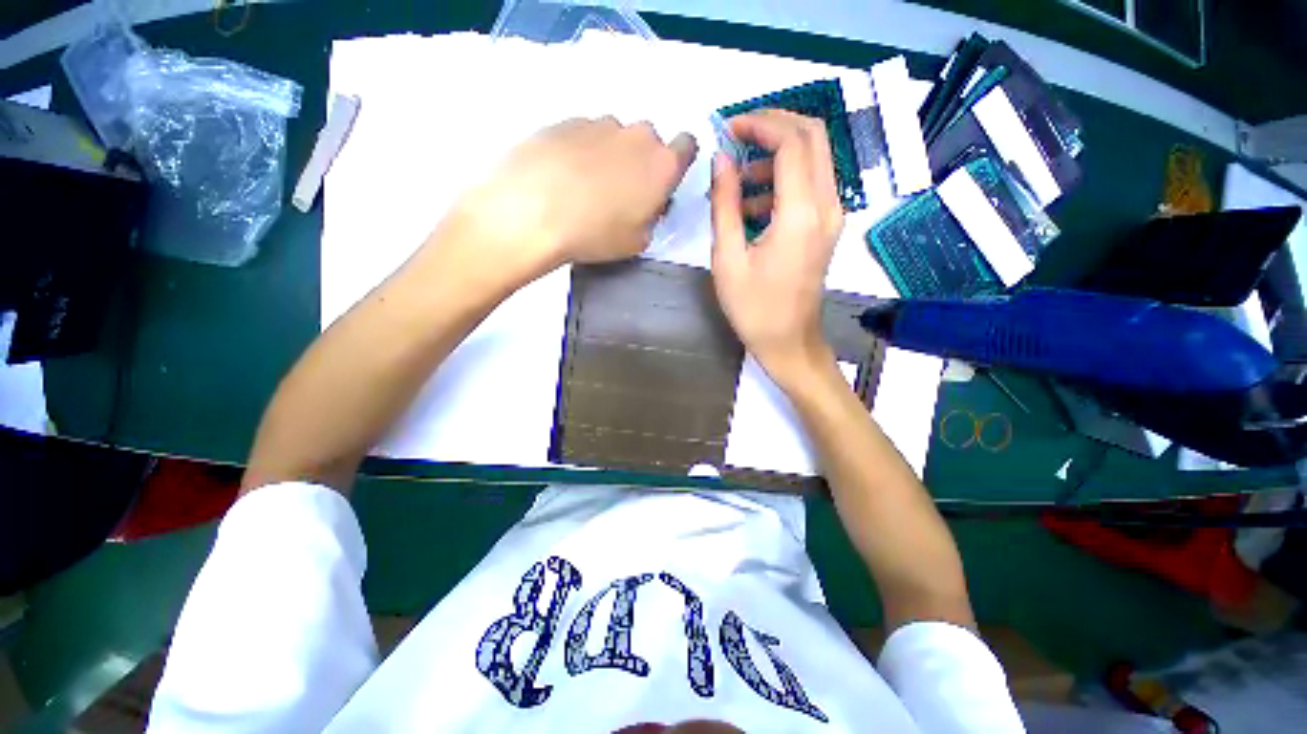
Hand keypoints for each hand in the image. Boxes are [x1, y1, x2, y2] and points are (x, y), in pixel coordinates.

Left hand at [446, 116, 697, 280]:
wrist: (532, 212)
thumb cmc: (596, 234)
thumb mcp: (637, 242)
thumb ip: (651, 218)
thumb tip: (645, 206)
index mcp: (662, 165)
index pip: (687, 146)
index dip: (678, 162)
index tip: (662, 182)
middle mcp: (636, 135)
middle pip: (648, 142)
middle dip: (640, 163)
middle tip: (620, 193)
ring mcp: (599, 124)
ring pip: (614, 137)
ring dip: (609, 156)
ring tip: (584, 188)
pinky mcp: (565, 121)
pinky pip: (584, 135)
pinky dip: (580, 152)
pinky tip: (562, 177)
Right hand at [710, 110, 843, 386]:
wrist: (789, 343)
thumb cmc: (753, 308)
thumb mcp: (728, 259)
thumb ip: (725, 205)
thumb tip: (721, 160)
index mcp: (801, 214)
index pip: (792, 142)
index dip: (760, 125)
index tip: (728, 127)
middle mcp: (827, 206)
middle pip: (812, 138)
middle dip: (774, 126)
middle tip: (737, 136)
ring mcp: (832, 217)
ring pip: (814, 159)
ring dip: (776, 156)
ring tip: (738, 180)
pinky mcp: (827, 228)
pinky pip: (810, 185)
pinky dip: (783, 181)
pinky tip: (753, 207)